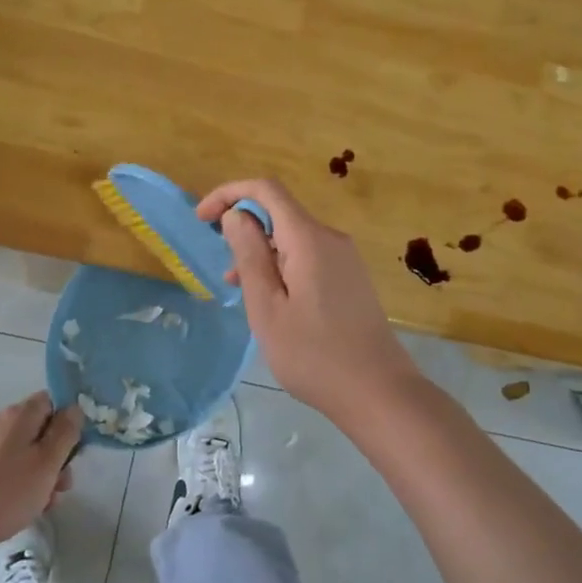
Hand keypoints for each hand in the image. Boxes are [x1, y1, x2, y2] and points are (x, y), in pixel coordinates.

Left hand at [0, 393, 82, 558]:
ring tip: (41, 507)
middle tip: (61, 488)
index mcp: (22, 413)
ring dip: (37, 476)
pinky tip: (16, 512)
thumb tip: (75, 409)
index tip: (75, 452)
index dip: (68, 423)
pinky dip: (15, 486)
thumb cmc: (2, 491)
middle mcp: (1, 422)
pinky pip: (2, 471)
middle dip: (55, 458)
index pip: (54, 402)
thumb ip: (65, 433)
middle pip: (39, 431)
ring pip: (22, 455)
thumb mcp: (46, 463)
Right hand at [197, 178, 423, 422]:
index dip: (230, 193)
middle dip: (243, 228)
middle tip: (222, 267)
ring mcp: (344, 257)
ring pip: (292, 237)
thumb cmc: (314, 354)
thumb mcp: (267, 308)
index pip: (266, 190)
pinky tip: (272, 300)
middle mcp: (330, 238)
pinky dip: (281, 265)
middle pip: (279, 212)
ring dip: (261, 251)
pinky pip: (308, 256)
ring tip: (239, 290)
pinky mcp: (350, 277)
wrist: (379, 392)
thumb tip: (236, 214)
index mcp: (309, 238)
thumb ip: (249, 256)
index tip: (202, 218)